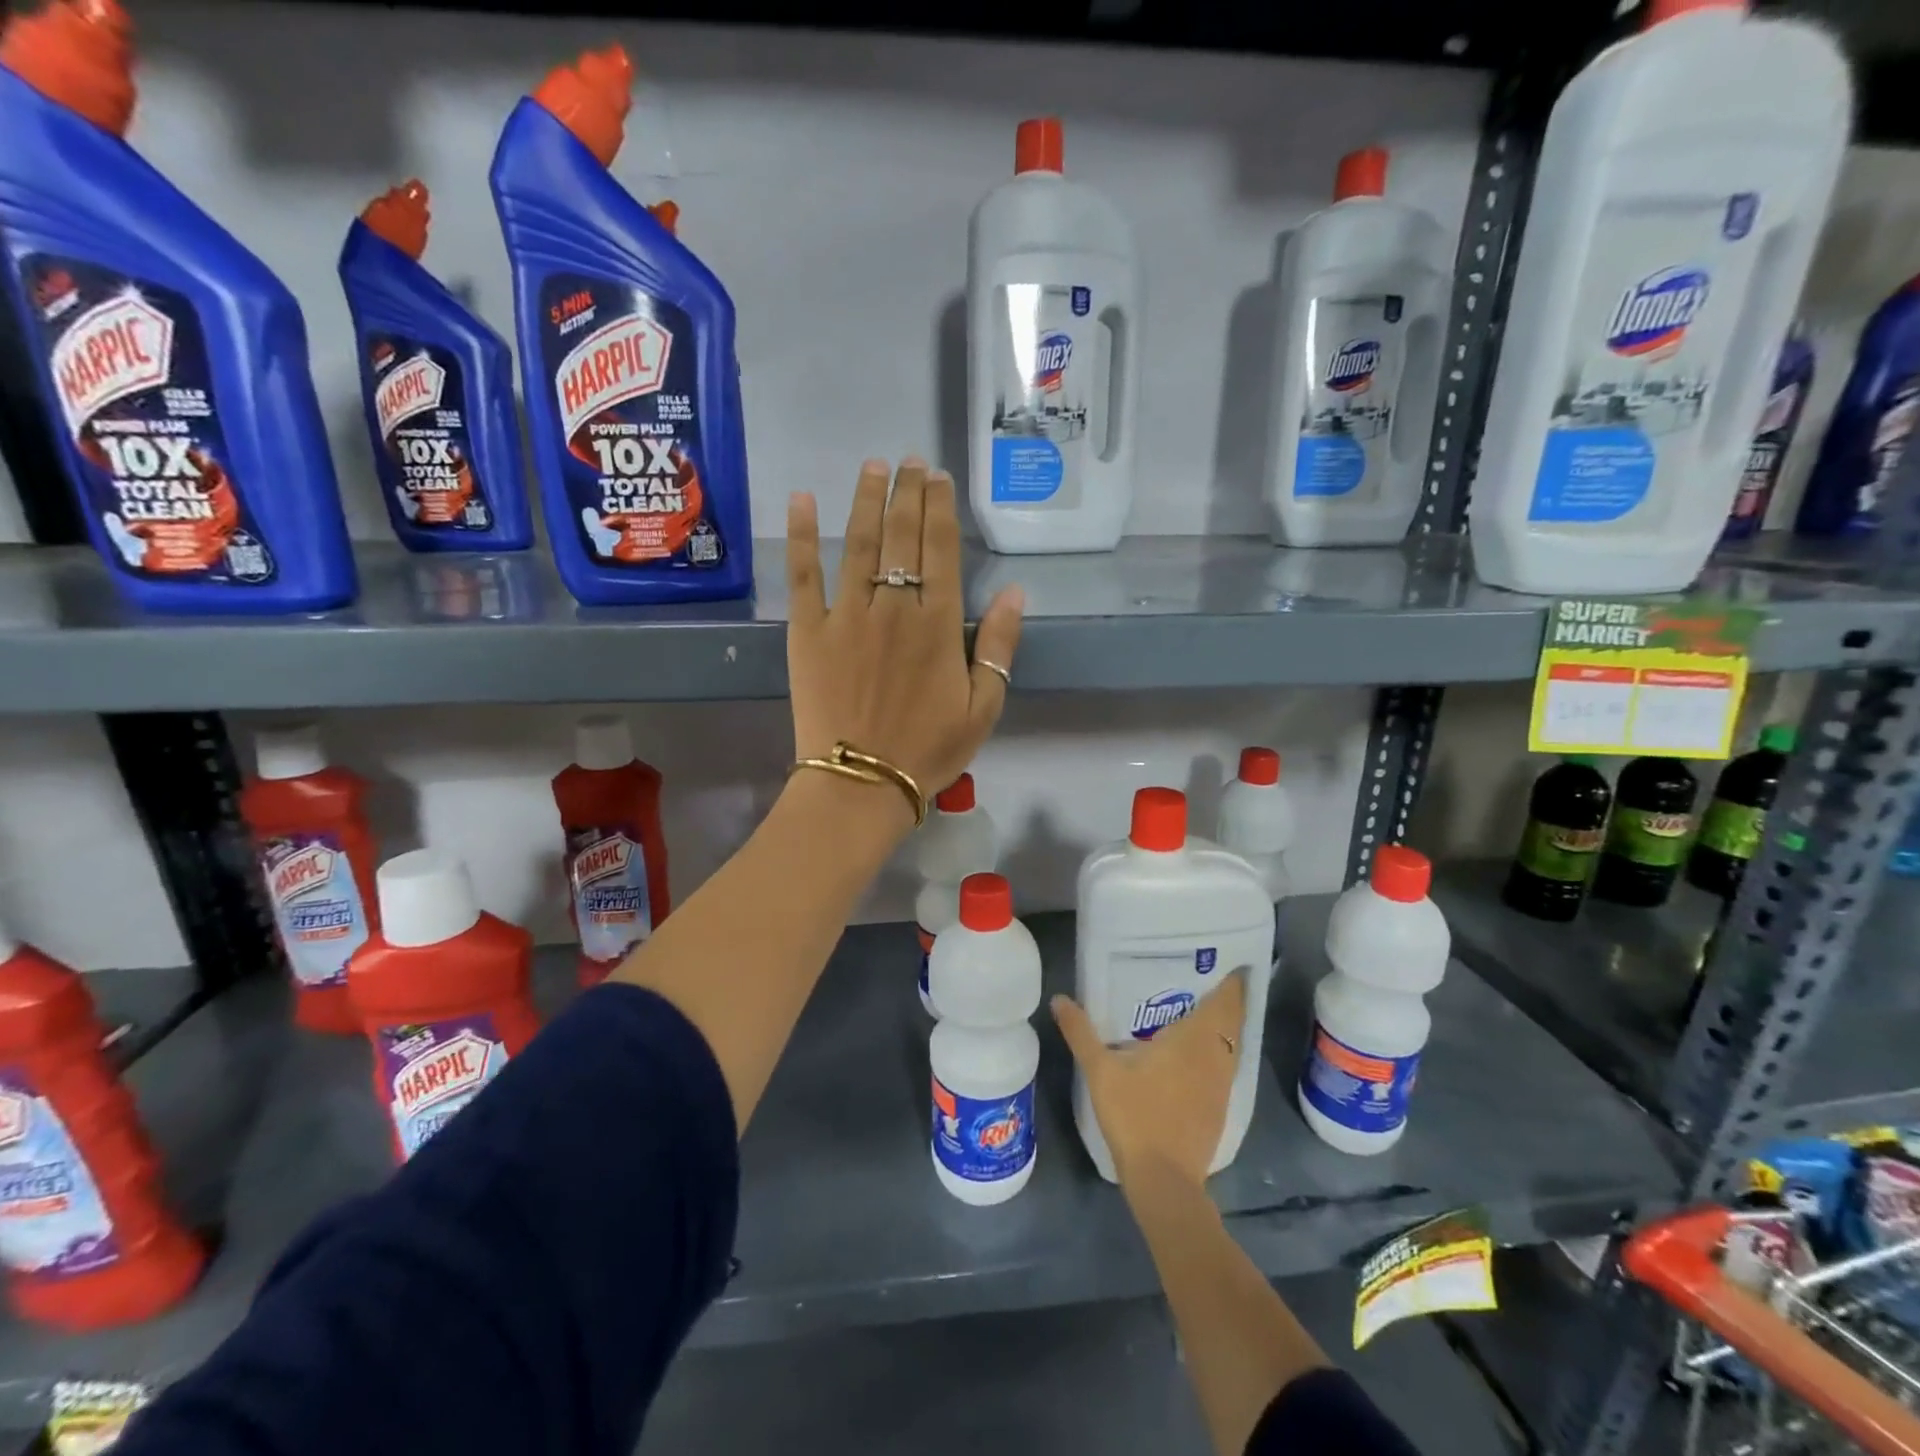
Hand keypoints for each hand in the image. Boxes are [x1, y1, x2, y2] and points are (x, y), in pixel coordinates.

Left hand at [786, 458, 1023, 813]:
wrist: (862, 782)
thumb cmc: (929, 750)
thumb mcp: (983, 707)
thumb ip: (1000, 646)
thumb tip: (1017, 592)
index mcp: (939, 624)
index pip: (941, 550)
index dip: (940, 508)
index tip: (938, 477)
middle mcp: (894, 607)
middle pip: (902, 537)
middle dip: (908, 493)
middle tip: (910, 462)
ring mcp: (847, 615)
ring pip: (859, 544)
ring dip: (866, 500)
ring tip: (873, 467)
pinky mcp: (808, 631)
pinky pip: (804, 575)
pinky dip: (802, 536)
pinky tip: (801, 500)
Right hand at [1052, 972, 1246, 1192]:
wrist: (1163, 1180)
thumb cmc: (1134, 1115)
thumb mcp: (1100, 1070)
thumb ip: (1081, 1032)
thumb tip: (1059, 998)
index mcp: (1194, 1040)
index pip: (1224, 1002)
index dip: (1230, 981)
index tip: (1226, 960)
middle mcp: (1216, 1058)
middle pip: (1232, 1021)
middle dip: (1227, 999)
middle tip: (1208, 977)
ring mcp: (1221, 1086)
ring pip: (1231, 1046)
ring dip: (1224, 1027)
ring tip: (1202, 1010)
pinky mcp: (1219, 1110)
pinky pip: (1225, 1067)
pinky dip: (1218, 1053)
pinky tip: (1197, 1056)